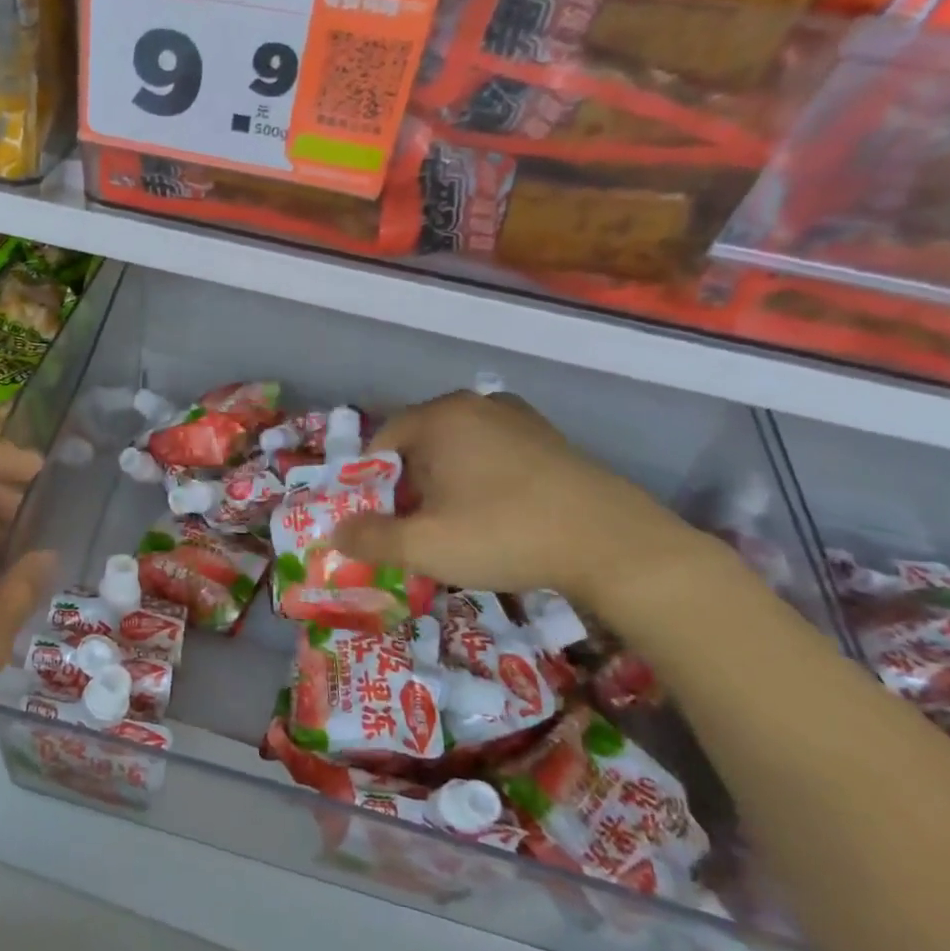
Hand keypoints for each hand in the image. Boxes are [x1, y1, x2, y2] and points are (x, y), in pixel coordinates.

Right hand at [332, 390, 699, 609]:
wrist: (614, 545)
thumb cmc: (505, 535)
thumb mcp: (425, 546)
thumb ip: (370, 538)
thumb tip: (335, 534)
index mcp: (439, 417)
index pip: (380, 443)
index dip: (371, 485)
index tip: (383, 522)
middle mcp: (475, 404)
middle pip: (418, 444)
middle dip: (409, 486)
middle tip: (418, 529)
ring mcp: (517, 417)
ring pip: (457, 449)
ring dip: (446, 484)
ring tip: (458, 526)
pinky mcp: (549, 438)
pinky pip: (493, 453)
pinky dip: (481, 479)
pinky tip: (498, 515)